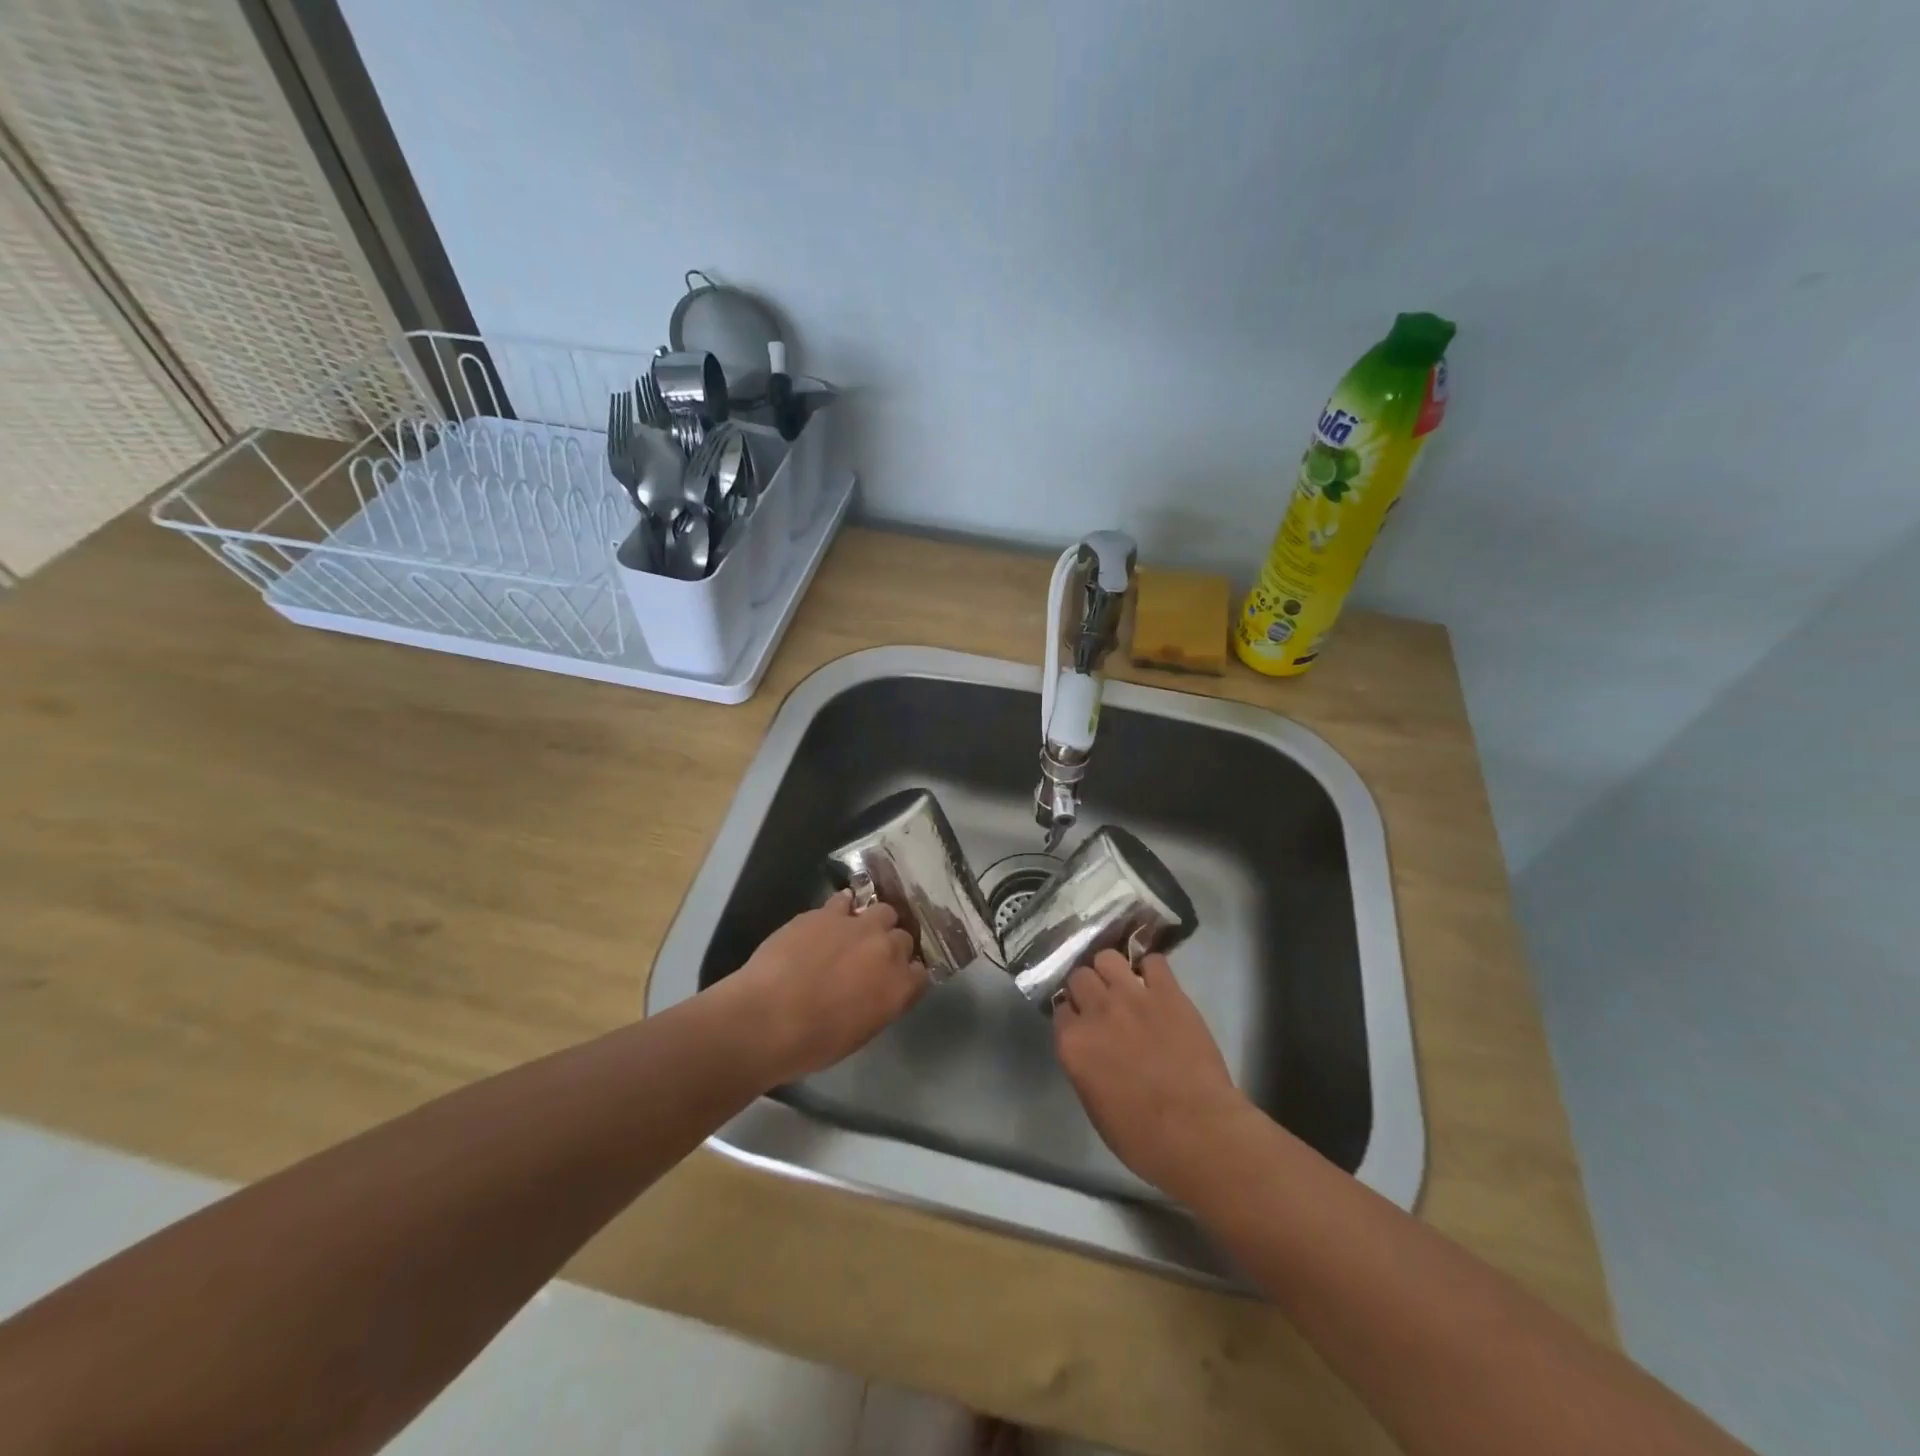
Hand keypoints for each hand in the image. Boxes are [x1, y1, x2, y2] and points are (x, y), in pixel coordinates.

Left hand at [714, 892, 924, 1086]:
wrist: (766, 1018)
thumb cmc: (812, 1043)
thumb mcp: (859, 1033)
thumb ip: (879, 1004)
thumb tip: (877, 990)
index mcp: (899, 987)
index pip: (921, 972)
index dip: (906, 975)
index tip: (893, 981)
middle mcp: (887, 950)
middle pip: (904, 938)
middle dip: (891, 946)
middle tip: (870, 959)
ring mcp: (858, 925)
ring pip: (882, 911)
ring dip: (873, 922)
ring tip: (855, 933)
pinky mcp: (828, 912)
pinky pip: (845, 900)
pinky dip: (843, 908)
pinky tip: (831, 919)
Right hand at [1053, 950, 1256, 1201]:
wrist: (1199, 1133)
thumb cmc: (1143, 1138)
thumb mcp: (1094, 1106)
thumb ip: (1083, 1066)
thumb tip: (1089, 1048)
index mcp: (1072, 1043)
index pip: (1060, 1008)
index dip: (1072, 1015)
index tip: (1083, 1023)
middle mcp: (1097, 1011)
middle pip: (1079, 976)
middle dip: (1088, 987)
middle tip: (1102, 1004)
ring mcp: (1132, 996)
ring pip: (1108, 957)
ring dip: (1112, 970)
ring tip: (1124, 986)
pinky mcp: (1168, 992)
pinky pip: (1152, 961)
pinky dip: (1151, 969)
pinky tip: (1156, 985)